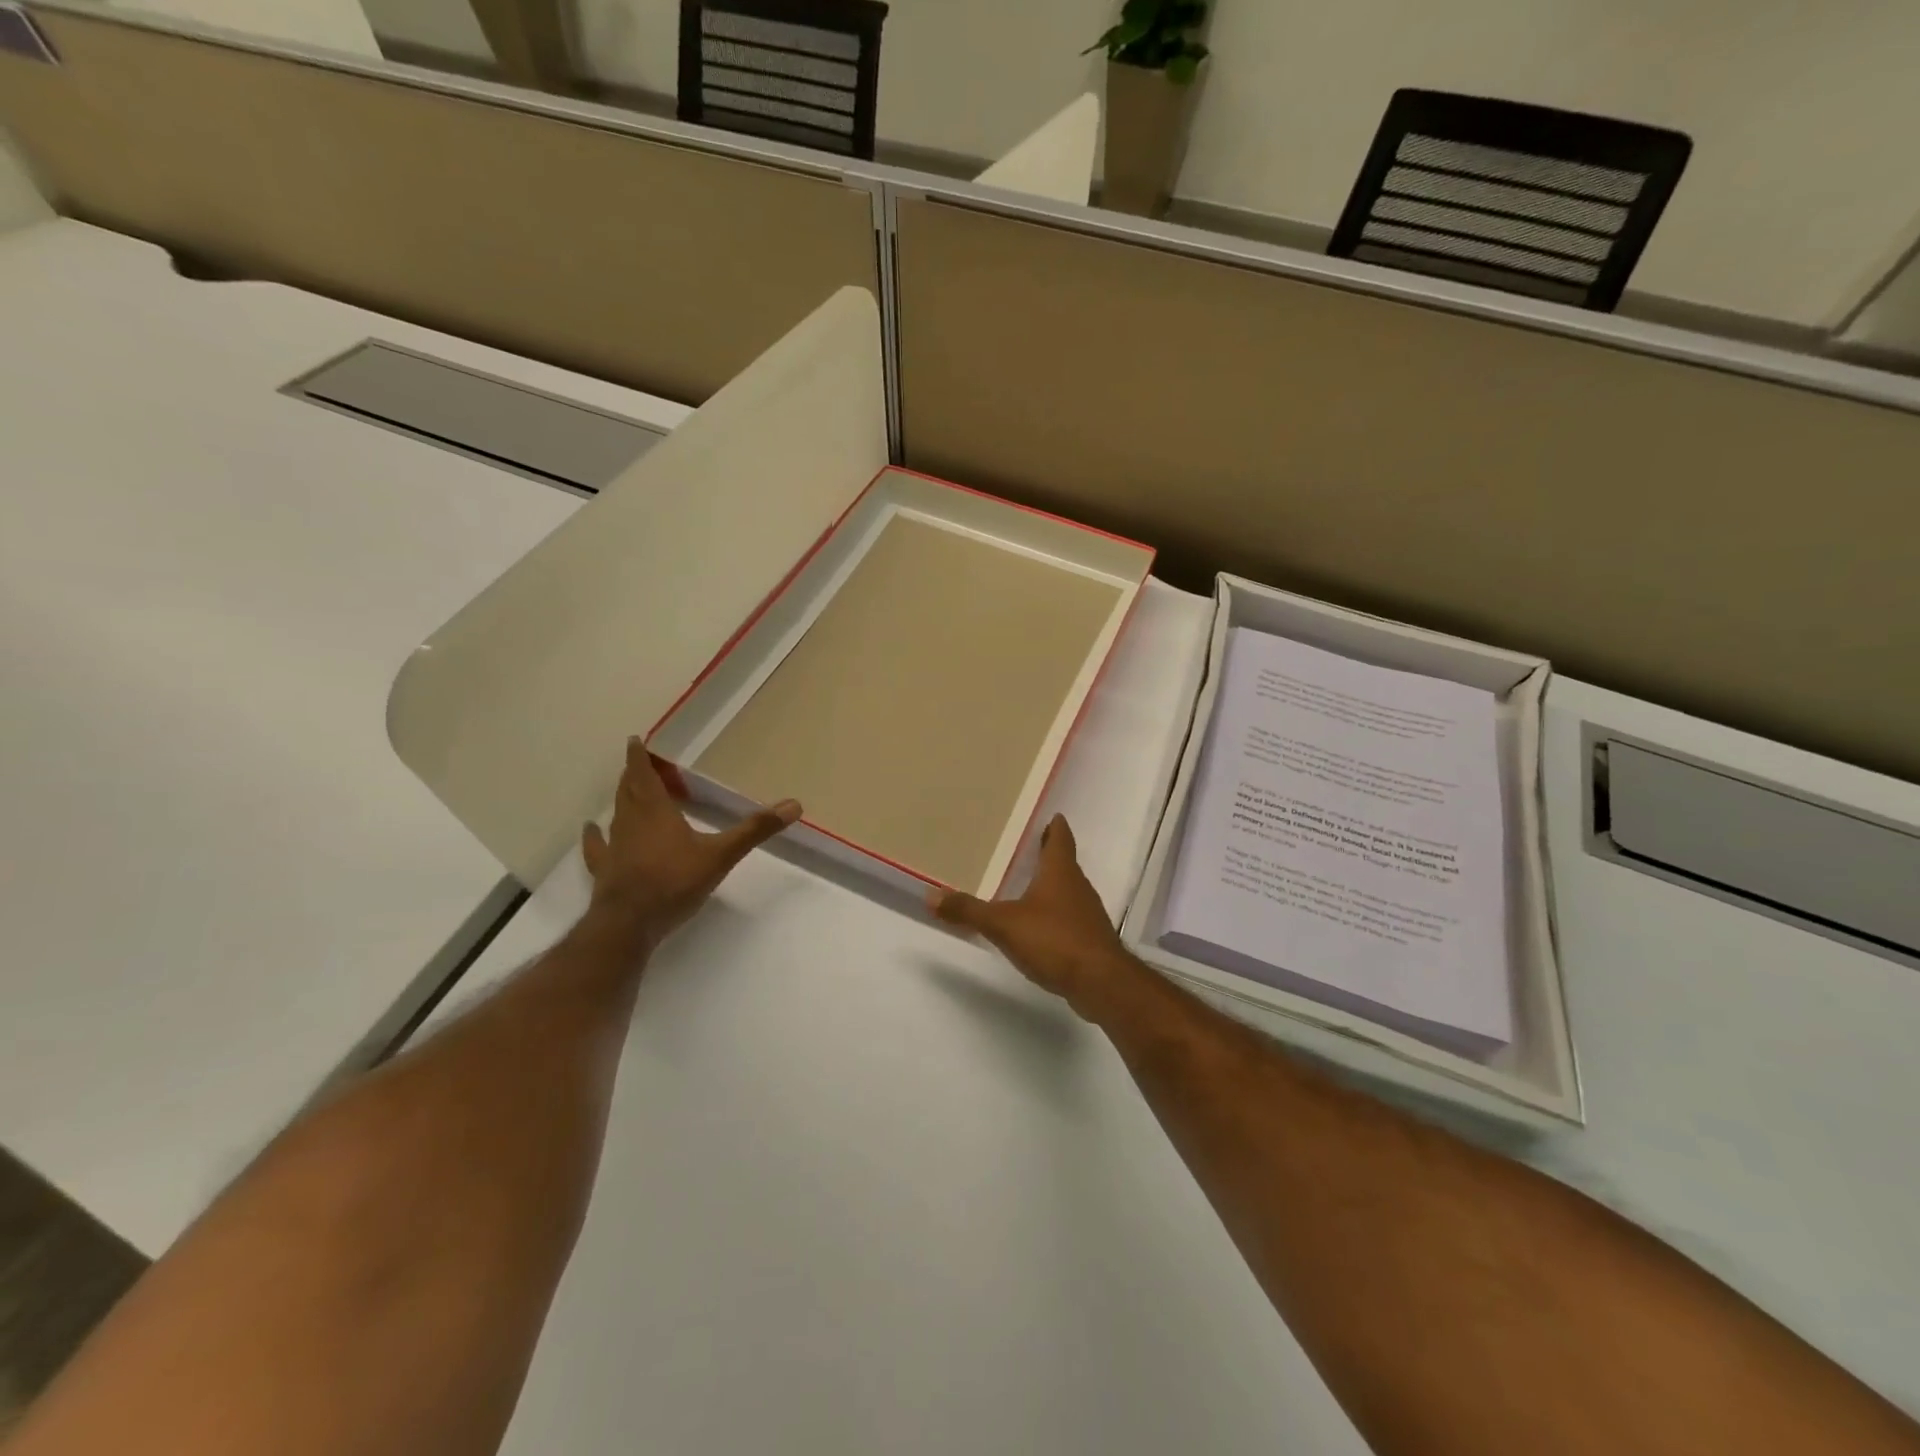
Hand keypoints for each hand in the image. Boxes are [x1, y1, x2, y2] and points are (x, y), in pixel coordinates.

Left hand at [580, 737, 800, 953]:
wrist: (629, 923)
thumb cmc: (674, 881)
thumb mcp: (721, 855)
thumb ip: (755, 830)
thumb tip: (794, 805)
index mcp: (656, 811)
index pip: (644, 775)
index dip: (639, 757)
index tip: (635, 741)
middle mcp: (630, 821)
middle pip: (628, 790)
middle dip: (633, 775)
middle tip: (638, 763)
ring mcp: (614, 846)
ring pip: (615, 814)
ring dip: (620, 799)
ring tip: (624, 789)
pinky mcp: (604, 869)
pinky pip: (597, 846)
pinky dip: (594, 836)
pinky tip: (590, 829)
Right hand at [928, 815, 1133, 1016]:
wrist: (1101, 982)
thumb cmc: (1054, 940)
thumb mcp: (1004, 924)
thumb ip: (968, 910)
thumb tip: (931, 895)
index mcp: (1060, 872)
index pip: (1060, 839)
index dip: (1056, 827)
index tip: (1052, 816)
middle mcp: (1078, 887)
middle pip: (1065, 864)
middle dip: (1049, 855)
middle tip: (1029, 847)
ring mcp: (1087, 914)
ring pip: (1069, 891)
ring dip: (1053, 886)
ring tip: (1029, 886)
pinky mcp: (1090, 940)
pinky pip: (1070, 918)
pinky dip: (1056, 915)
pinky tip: (1040, 926)